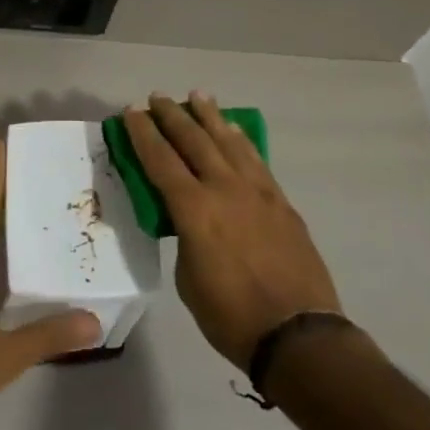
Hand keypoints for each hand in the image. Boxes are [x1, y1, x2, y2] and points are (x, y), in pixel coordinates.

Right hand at [123, 93, 341, 369]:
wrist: (298, 333)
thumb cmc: (231, 317)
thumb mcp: (188, 280)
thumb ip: (185, 239)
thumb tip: (190, 221)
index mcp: (195, 210)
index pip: (161, 160)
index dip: (143, 134)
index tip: (131, 112)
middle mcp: (224, 189)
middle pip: (194, 140)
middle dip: (172, 115)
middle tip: (157, 97)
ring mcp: (257, 191)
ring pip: (228, 141)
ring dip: (210, 116)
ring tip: (198, 95)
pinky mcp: (280, 201)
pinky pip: (255, 159)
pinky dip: (240, 140)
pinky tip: (234, 130)